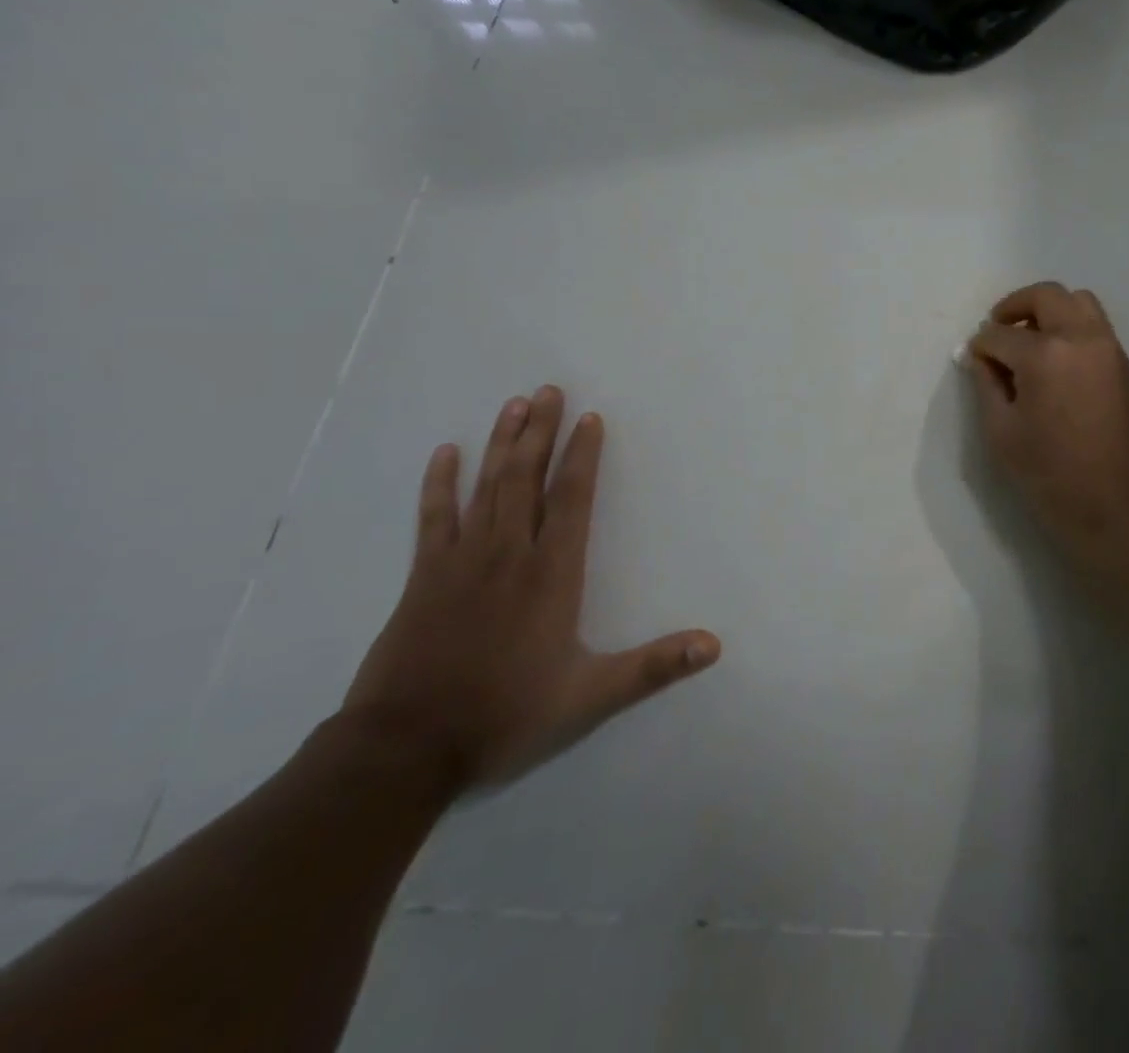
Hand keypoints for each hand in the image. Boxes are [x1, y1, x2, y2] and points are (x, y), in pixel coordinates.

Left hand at [343, 387, 719, 792]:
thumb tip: (713, 645)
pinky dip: (439, 484)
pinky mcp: (424, 578)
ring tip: (515, 404)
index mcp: (552, 574)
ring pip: (486, 487)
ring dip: (501, 444)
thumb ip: (653, 666)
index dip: (582, 455)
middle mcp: (509, 554)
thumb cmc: (505, 715)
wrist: (404, 750)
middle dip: (540, 432)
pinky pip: (433, 518)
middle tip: (549, 390)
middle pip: (527, 478)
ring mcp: (461, 562)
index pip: (571, 499)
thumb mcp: (590, 697)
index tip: (589, 418)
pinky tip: (446, 454)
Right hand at [966, 283, 1128, 564]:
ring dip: (1048, 310)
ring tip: (1029, 341)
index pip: (1000, 334)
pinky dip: (1071, 325)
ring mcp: (1109, 347)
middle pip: (1045, 296)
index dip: (980, 346)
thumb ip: (987, 386)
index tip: (973, 358)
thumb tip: (982, 358)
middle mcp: (1081, 337)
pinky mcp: (1125, 364)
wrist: (1124, 510)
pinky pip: (1095, 324)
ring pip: (1077, 302)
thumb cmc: (1054, 478)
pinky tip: (1055, 360)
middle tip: (997, 330)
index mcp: (1045, 355)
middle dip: (1014, 307)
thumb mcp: (1003, 436)